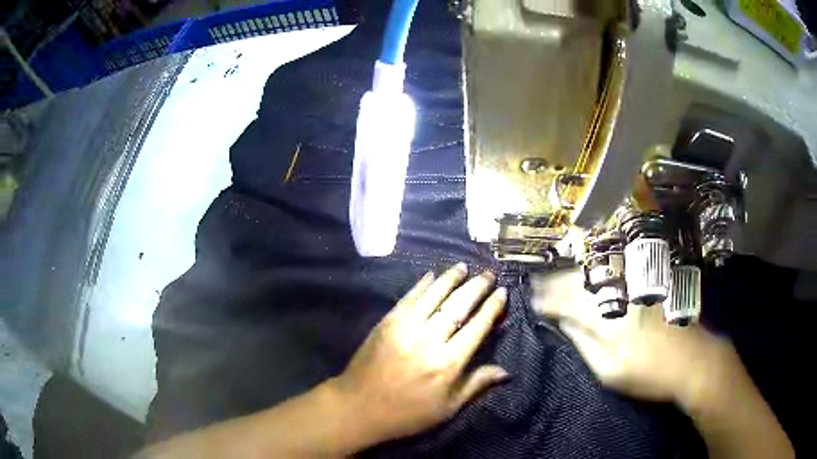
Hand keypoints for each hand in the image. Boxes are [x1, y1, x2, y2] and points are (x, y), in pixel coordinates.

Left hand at [332, 263, 507, 443]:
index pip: (477, 327)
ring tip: (464, 266)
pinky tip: (432, 274)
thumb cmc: (407, 414)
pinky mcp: (387, 322)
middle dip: (477, 287)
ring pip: (434, 295)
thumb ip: (476, 385)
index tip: (502, 292)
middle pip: (458, 306)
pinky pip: (409, 298)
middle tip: (489, 274)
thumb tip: (507, 371)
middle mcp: (429, 340)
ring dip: (451, 278)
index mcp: (448, 363)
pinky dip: (422, 284)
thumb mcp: (447, 408)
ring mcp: (405, 328)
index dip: (492, 307)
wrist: (358, 407)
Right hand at [533, 269, 735, 404]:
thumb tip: (562, 320)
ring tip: (560, 280)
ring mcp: (637, 280)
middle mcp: (619, 288)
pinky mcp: (649, 280)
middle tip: (540, 286)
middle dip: (556, 281)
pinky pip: (616, 268)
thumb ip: (582, 341)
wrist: (693, 359)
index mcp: (606, 313)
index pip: (564, 298)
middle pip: (579, 277)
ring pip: (597, 268)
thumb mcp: (608, 370)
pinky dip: (598, 271)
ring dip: (576, 273)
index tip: (531, 298)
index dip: (545, 298)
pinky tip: (591, 276)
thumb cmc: (648, 372)